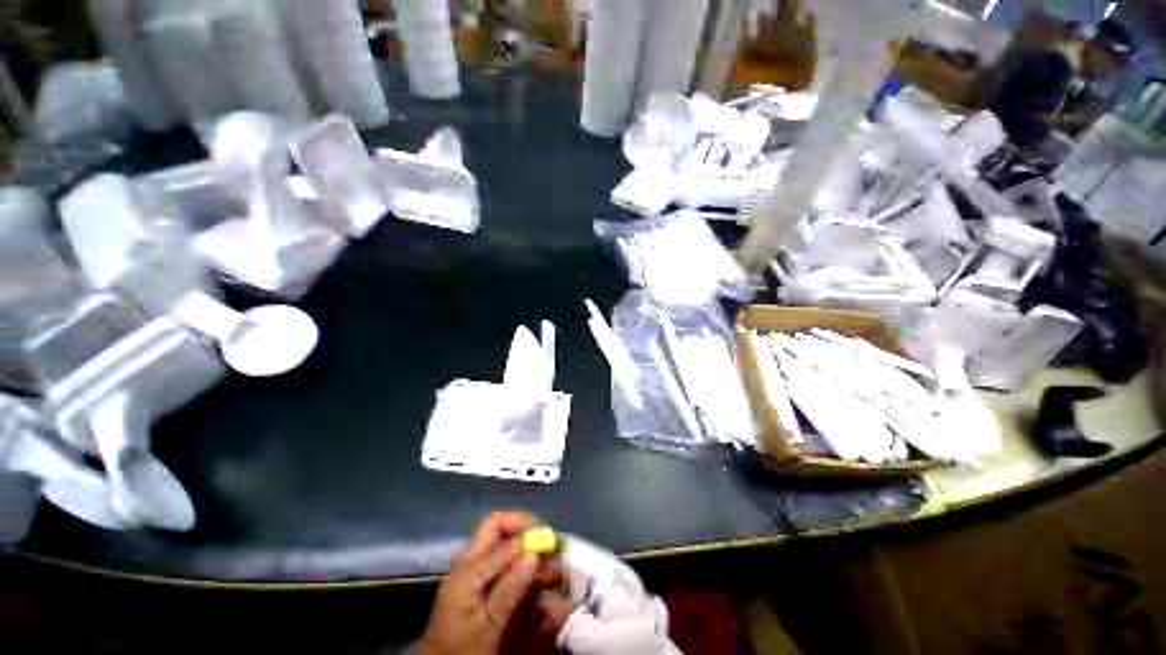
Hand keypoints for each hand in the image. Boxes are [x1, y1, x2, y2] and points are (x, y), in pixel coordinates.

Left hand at [413, 512, 540, 654]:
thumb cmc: (463, 648)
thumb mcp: (488, 626)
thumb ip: (509, 590)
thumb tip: (533, 554)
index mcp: (468, 569)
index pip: (501, 534)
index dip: (528, 534)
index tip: (550, 544)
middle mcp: (466, 558)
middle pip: (495, 523)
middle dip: (522, 524)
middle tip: (542, 537)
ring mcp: (467, 564)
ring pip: (496, 533)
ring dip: (519, 535)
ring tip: (538, 552)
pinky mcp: (471, 573)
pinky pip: (494, 549)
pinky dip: (513, 550)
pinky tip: (524, 565)